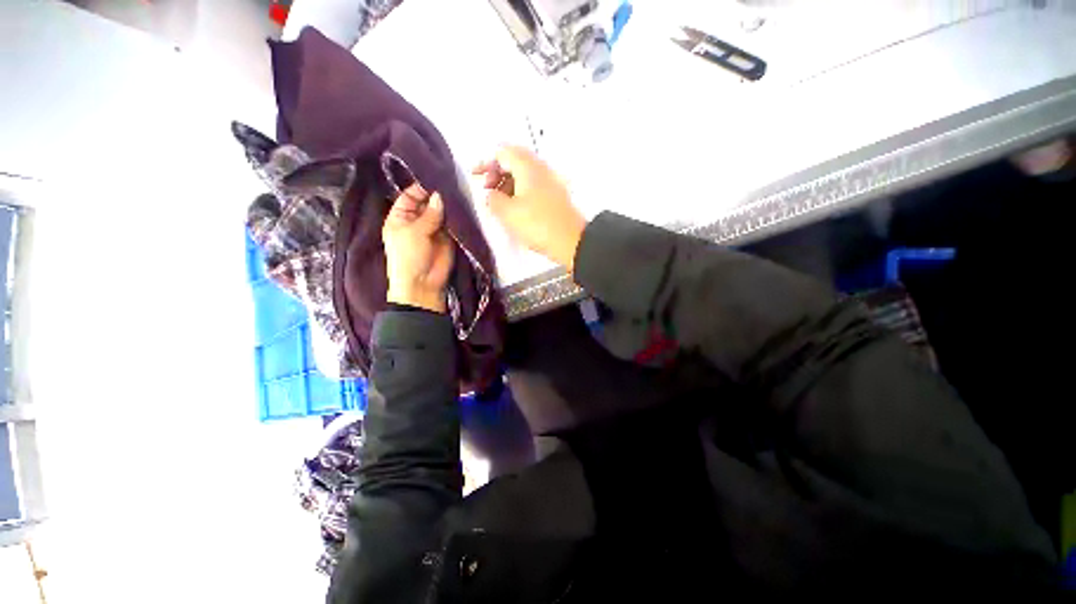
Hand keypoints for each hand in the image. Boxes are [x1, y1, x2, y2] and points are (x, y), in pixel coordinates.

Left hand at [382, 185, 453, 312]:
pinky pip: (452, 224)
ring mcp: (433, 229)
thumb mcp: (414, 232)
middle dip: (437, 194)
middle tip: (453, 182)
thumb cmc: (409, 256)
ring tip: (461, 191)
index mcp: (400, 217)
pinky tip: (465, 206)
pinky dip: (457, 217)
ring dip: (449, 205)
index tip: (436, 178)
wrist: (423, 284)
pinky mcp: (448, 237)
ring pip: (441, 212)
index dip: (421, 187)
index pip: (410, 195)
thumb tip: (440, 195)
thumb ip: (429, 214)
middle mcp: (417, 220)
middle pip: (427, 202)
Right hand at [474, 146, 586, 271]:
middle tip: (487, 189)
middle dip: (496, 172)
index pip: (502, 153)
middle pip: (514, 160)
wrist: (571, 241)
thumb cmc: (538, 225)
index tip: (475, 176)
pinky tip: (515, 207)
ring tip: (499, 201)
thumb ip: (493, 200)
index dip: (485, 162)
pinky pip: (533, 185)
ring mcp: (551, 181)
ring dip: (508, 182)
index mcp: (527, 167)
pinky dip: (520, 190)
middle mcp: (541, 168)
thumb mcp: (508, 213)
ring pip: (524, 174)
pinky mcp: (555, 195)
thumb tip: (491, 195)